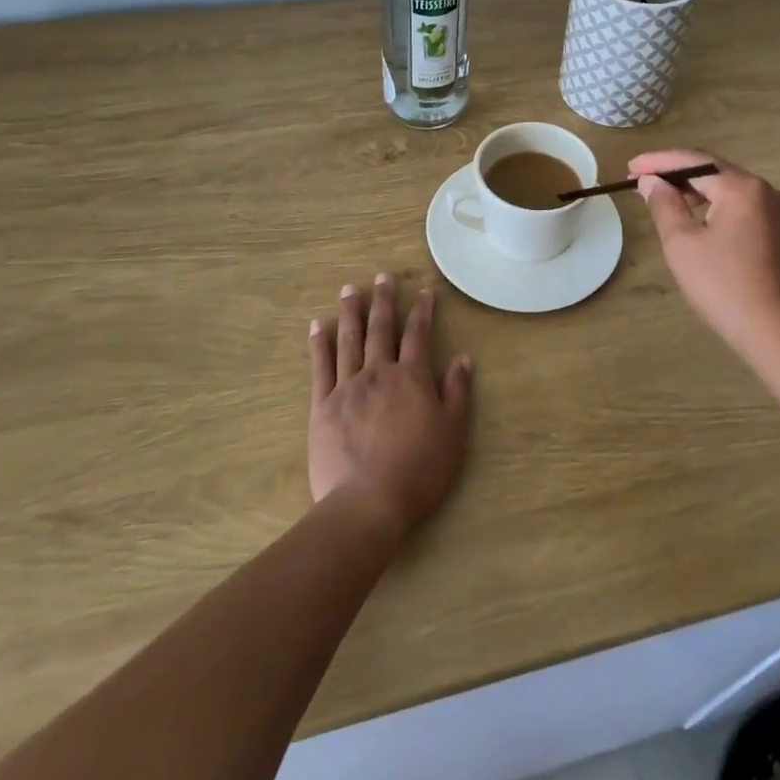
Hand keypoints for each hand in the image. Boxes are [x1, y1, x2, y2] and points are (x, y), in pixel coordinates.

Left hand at [308, 274, 472, 537]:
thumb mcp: (453, 433)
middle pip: (381, 329)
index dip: (423, 311)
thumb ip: (458, 392)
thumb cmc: (419, 470)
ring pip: (349, 340)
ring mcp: (347, 387)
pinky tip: (316, 326)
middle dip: (384, 300)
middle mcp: (379, 373)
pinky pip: (320, 367)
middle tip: (383, 276)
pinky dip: (319, 344)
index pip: (419, 334)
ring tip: (350, 289)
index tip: (424, 291)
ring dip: (350, 312)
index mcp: (412, 378)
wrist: (368, 503)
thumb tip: (463, 358)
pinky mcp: (322, 406)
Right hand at [629, 149, 779, 354]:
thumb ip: (664, 205)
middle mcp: (768, 192)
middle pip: (716, 173)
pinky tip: (705, 226)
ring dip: (699, 194)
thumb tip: (652, 182)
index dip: (658, 162)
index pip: (694, 162)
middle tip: (645, 184)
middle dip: (678, 176)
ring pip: (733, 193)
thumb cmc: (725, 287)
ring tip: (670, 204)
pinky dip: (721, 210)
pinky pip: (748, 211)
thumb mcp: (683, 244)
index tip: (630, 168)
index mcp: (742, 188)